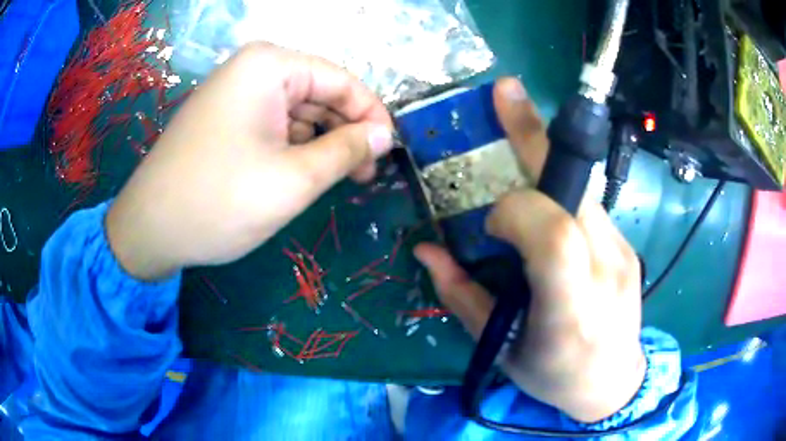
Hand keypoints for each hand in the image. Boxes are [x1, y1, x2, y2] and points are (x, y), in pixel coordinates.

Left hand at [107, 43, 393, 279]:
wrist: (149, 229)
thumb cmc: (218, 201)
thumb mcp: (293, 180)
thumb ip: (346, 152)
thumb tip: (383, 136)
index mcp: (269, 66)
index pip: (342, 80)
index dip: (371, 116)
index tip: (388, 154)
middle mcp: (253, 69)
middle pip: (320, 93)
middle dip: (345, 131)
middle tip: (364, 176)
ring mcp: (236, 93)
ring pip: (299, 111)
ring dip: (321, 143)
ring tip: (334, 181)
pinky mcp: (226, 119)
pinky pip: (275, 124)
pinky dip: (295, 148)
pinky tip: (301, 174)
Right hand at [415, 78, 645, 422]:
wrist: (612, 383)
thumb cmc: (554, 375)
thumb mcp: (501, 349)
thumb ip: (463, 296)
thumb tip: (427, 250)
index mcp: (570, 313)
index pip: (555, 236)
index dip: (518, 211)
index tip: (491, 219)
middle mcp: (605, 274)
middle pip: (575, 189)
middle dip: (535, 136)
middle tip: (505, 91)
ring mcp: (623, 254)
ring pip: (582, 187)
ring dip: (546, 155)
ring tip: (518, 124)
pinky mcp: (628, 245)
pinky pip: (589, 204)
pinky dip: (560, 189)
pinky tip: (545, 198)